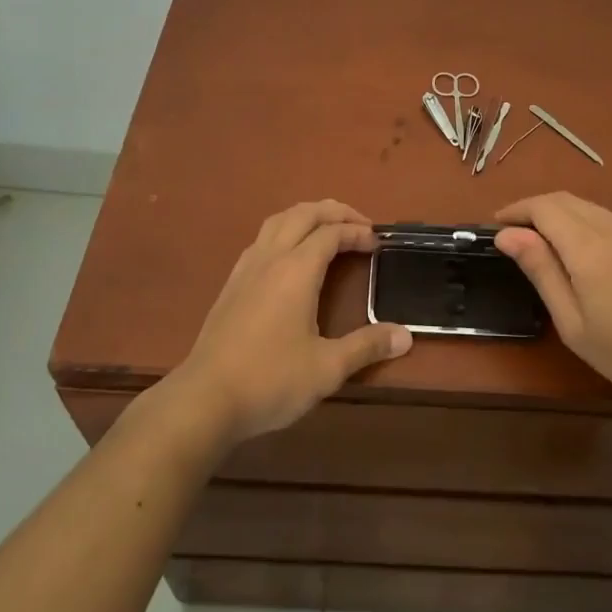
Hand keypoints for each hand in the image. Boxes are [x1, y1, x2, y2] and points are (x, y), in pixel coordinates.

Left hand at [169, 200, 412, 444]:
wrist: (205, 399)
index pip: (331, 233)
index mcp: (296, 270)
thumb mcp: (327, 368)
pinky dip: (285, 232)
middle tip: (360, 224)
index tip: (378, 243)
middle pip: (303, 214)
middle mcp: (270, 258)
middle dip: (334, 212)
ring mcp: (246, 268)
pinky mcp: (231, 284)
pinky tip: (290, 257)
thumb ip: (367, 347)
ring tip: (327, 229)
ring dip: (306, 216)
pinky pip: (262, 239)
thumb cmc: (270, 380)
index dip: (357, 231)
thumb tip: (406, 336)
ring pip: (278, 221)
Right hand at [494, 192, 611, 416]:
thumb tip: (507, 234)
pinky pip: (609, 219)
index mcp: (590, 247)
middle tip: (513, 236)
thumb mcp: (574, 324)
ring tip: (542, 245)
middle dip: (534, 209)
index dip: (515, 211)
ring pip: (588, 207)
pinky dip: (584, 223)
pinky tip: (581, 254)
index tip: (495, 227)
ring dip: (559, 215)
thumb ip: (541, 272)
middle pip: (565, 200)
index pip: (543, 207)